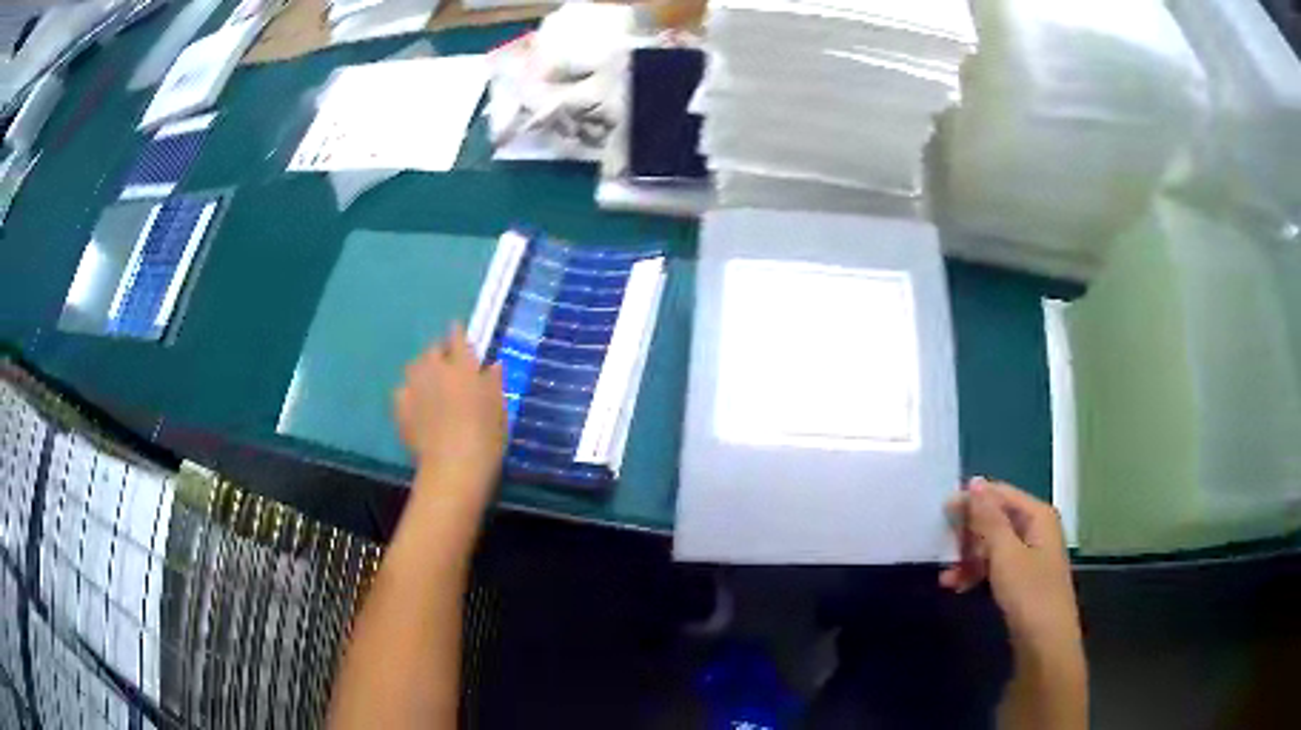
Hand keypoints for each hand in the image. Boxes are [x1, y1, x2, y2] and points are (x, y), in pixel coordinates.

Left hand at [394, 324, 506, 506]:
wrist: (453, 466)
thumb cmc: (485, 436)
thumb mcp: (499, 408)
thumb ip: (494, 382)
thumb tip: (493, 365)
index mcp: (462, 366)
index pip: (457, 339)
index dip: (457, 332)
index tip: (456, 328)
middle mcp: (434, 370)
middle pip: (432, 351)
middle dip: (439, 352)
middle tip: (448, 363)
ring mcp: (414, 388)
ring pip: (414, 368)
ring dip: (422, 370)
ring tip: (430, 382)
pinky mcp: (400, 408)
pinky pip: (403, 391)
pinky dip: (410, 392)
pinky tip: (417, 404)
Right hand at [941, 478, 1080, 651]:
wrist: (1045, 644)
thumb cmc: (1029, 594)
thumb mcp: (1005, 555)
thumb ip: (988, 519)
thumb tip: (974, 482)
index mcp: (1037, 515)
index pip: (1000, 493)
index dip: (971, 500)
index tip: (940, 513)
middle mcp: (1036, 529)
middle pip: (996, 518)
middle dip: (969, 533)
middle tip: (943, 548)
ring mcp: (1031, 555)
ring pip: (993, 544)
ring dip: (969, 557)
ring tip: (947, 576)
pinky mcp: (1023, 579)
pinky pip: (996, 565)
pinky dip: (977, 572)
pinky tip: (958, 586)